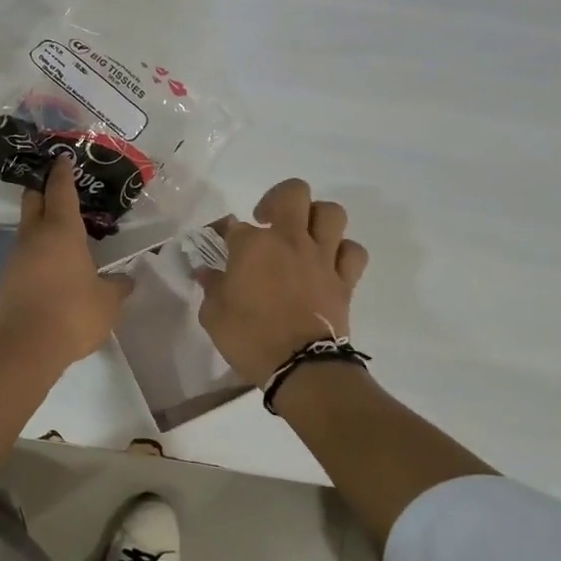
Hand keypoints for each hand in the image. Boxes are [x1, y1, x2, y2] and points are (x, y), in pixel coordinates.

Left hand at [0, 157, 132, 369]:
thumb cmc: (73, 314)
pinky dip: (37, 250)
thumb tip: (126, 280)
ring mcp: (17, 257)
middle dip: (43, 189)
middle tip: (57, 185)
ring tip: (63, 231)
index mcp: (61, 231)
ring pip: (27, 228)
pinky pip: (25, 254)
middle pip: (33, 200)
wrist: (26, 348)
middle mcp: (35, 236)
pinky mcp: (8, 279)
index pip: (60, 190)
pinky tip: (53, 265)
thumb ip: (118, 286)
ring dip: (41, 224)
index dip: (62, 172)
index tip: (63, 158)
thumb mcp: (108, 301)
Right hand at [197, 179, 369, 386]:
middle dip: (278, 199)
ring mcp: (322, 257)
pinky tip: (329, 261)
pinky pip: (353, 251)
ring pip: (331, 213)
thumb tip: (208, 273)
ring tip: (303, 234)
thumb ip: (211, 288)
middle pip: (293, 193)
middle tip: (267, 220)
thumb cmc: (250, 339)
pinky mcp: (345, 279)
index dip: (224, 233)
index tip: (220, 246)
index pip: (233, 225)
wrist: (300, 367)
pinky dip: (343, 251)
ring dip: (316, 218)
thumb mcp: (213, 315)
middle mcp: (290, 240)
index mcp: (253, 245)